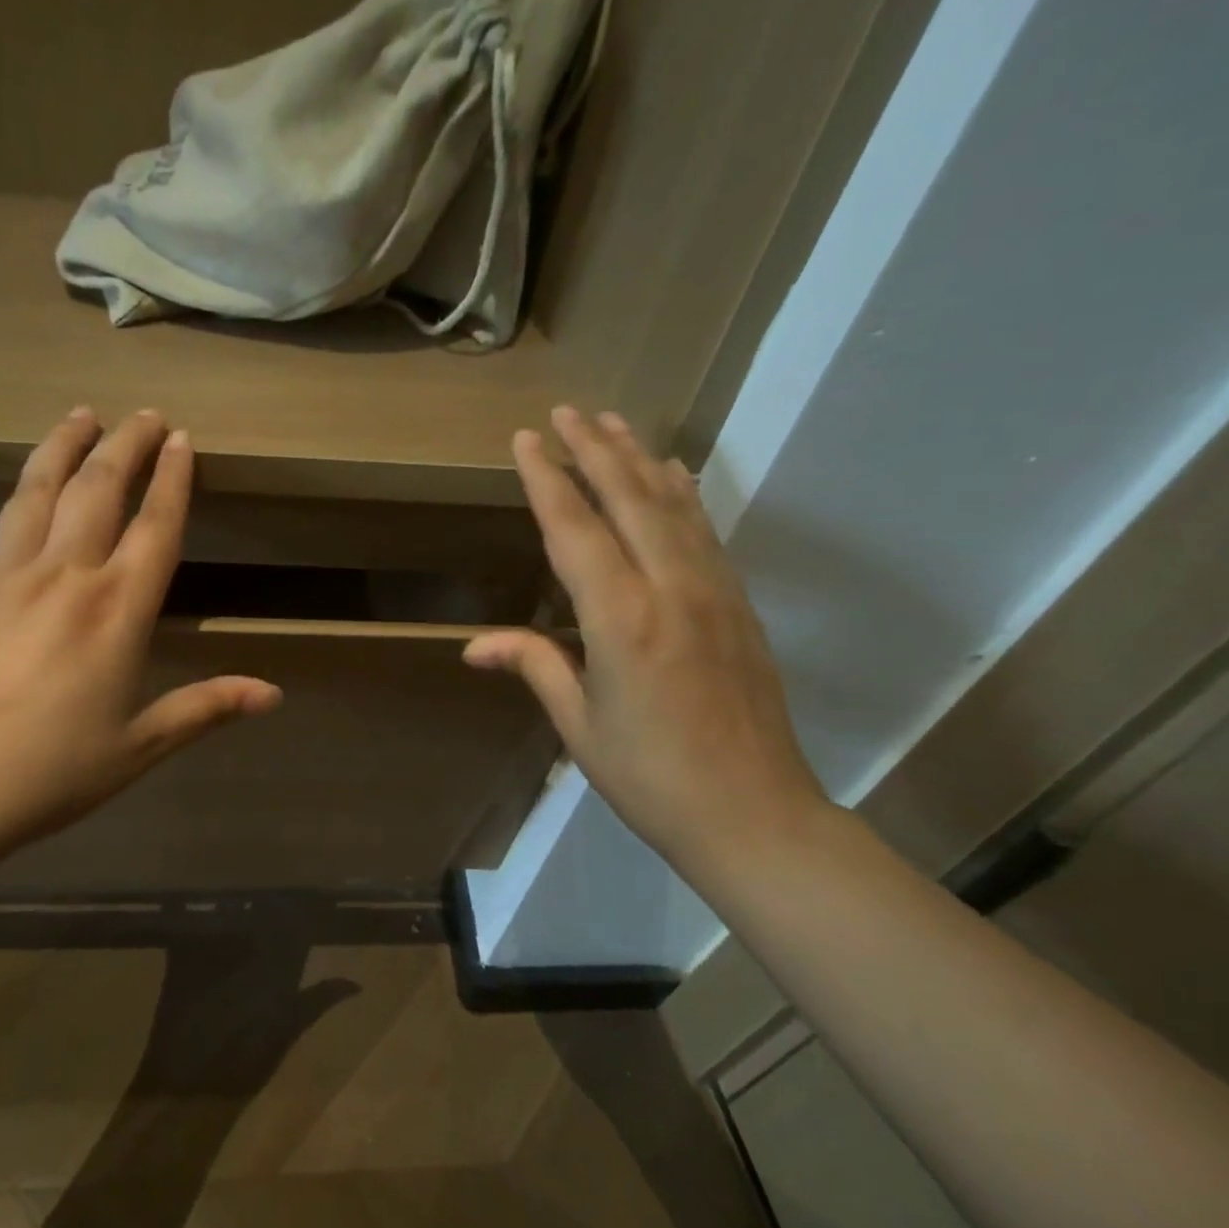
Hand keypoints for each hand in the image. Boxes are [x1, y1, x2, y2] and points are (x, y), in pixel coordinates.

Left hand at [0, 408, 281, 861]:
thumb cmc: (54, 769)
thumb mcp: (142, 744)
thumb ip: (208, 707)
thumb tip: (274, 694)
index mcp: (117, 609)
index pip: (155, 526)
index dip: (173, 479)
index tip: (183, 439)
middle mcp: (65, 575)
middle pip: (99, 489)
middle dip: (126, 445)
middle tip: (145, 416)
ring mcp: (6, 577)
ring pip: (35, 491)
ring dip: (61, 447)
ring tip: (80, 415)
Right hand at [464, 407, 828, 873]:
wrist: (754, 815)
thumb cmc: (649, 777)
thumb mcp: (578, 725)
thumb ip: (534, 665)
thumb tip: (474, 645)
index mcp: (620, 620)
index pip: (574, 530)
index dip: (547, 480)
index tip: (527, 439)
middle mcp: (669, 589)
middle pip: (628, 500)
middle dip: (593, 450)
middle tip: (568, 412)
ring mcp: (713, 592)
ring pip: (672, 506)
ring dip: (639, 460)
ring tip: (614, 424)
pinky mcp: (739, 605)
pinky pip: (705, 532)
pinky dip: (683, 495)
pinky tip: (672, 474)